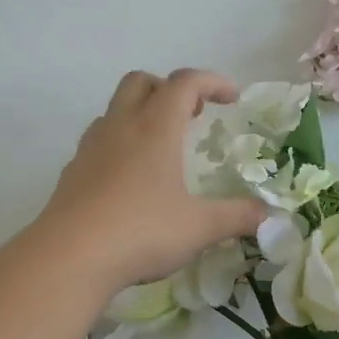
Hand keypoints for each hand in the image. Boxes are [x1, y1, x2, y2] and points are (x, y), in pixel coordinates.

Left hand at [38, 69, 265, 291]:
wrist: (70, 257)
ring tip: (160, 147)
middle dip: (169, 89)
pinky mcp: (71, 173)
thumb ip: (236, 217)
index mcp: (155, 128)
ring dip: (140, 114)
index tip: (232, 98)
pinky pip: (97, 142)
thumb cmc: (142, 232)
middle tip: (191, 116)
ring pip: (114, 109)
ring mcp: (90, 148)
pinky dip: (118, 144)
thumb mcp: (199, 227)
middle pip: (141, 82)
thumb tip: (268, 216)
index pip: (185, 83)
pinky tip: (128, 180)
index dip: (212, 81)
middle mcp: (120, 127)